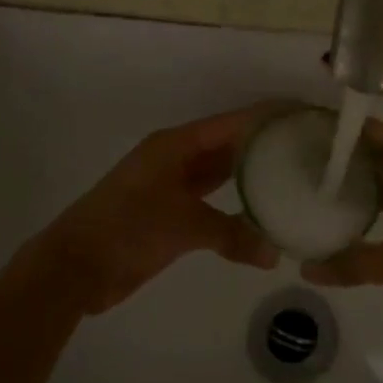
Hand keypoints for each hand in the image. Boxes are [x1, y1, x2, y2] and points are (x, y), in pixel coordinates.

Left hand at [26, 106, 277, 314]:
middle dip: (262, 146)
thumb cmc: (127, 229)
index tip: (302, 116)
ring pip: (219, 174)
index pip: (231, 123)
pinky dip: (234, 209)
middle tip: (306, 149)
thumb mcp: (183, 226)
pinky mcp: (170, 215)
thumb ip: (232, 235)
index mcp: (176, 145)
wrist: (76, 267)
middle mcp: (176, 158)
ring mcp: (172, 187)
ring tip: (293, 178)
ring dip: (249, 176)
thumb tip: (275, 254)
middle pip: (227, 145)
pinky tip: (261, 217)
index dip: (265, 118)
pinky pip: (211, 203)